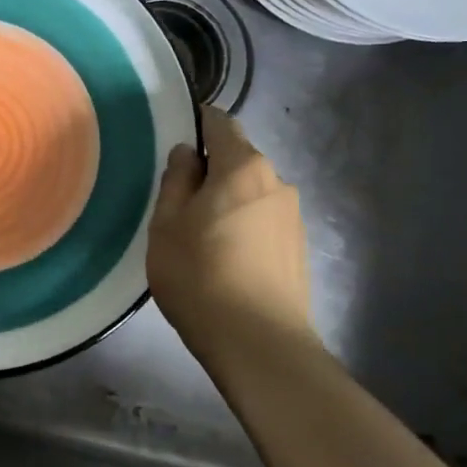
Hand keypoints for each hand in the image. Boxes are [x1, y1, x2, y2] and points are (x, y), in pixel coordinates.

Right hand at [147, 107, 313, 355]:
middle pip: (238, 159)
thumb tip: (187, 154)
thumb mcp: (167, 225)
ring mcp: (293, 216)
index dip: (196, 124)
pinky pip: (263, 220)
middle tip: (178, 201)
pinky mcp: (299, 248)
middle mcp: (276, 182)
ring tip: (200, 236)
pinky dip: (244, 226)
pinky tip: (225, 258)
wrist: (259, 343)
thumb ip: (176, 180)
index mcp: (242, 167)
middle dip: (210, 169)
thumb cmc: (200, 276)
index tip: (174, 142)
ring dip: (227, 200)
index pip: (220, 123)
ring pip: (252, 192)